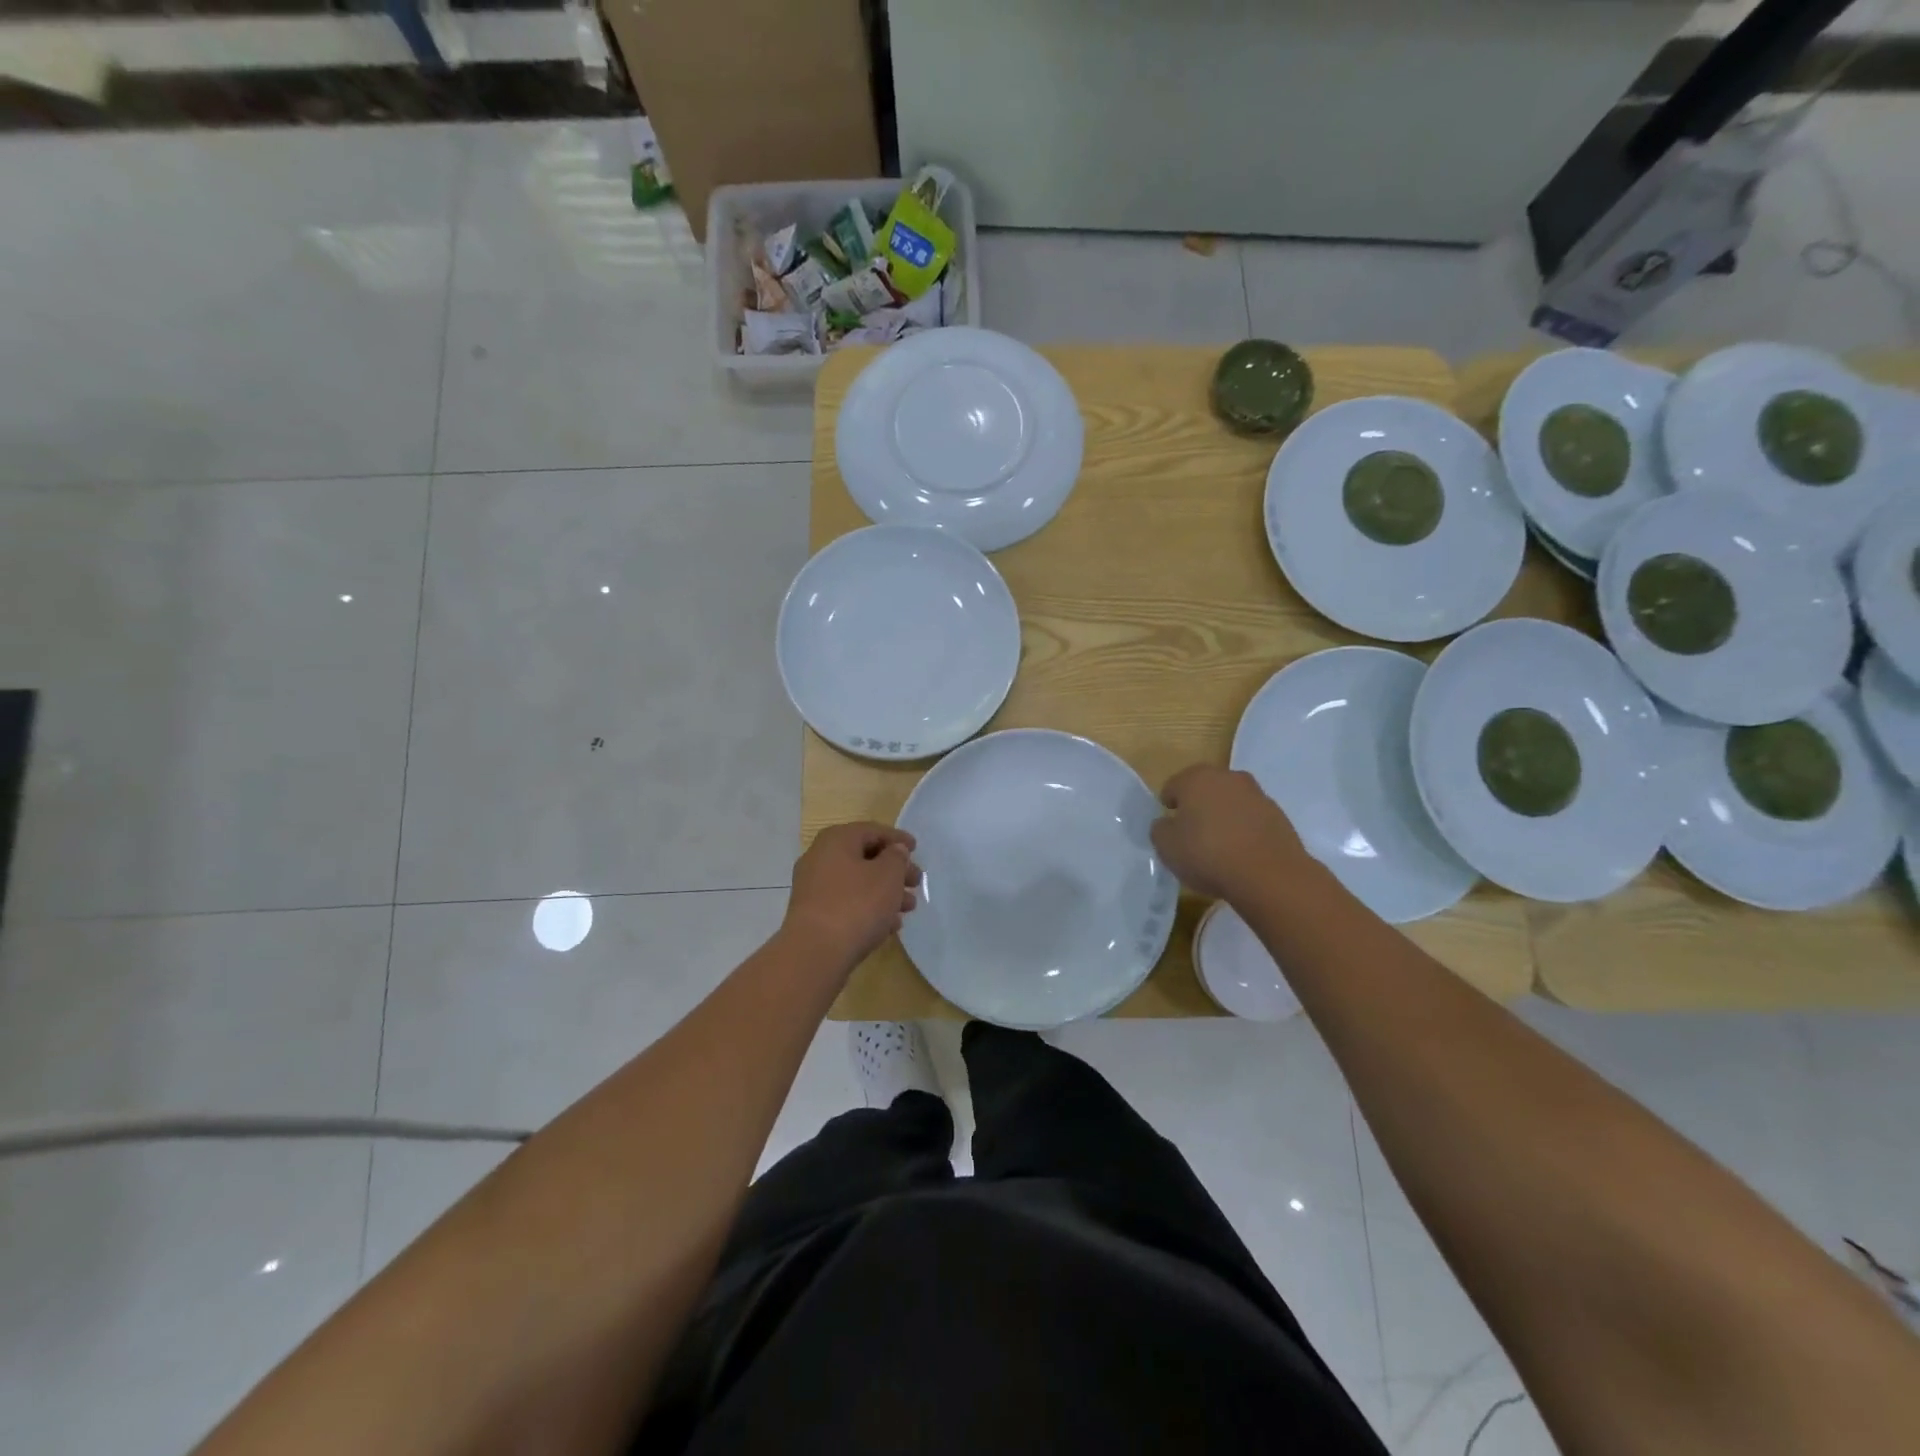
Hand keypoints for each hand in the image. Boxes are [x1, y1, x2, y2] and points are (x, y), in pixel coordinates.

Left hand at [782, 822, 922, 968]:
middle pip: (864, 857)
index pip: (872, 830)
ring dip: (885, 892)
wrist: (815, 953)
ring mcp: (813, 888)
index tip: (916, 849)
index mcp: (836, 840)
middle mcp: (820, 858)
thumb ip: (897, 857)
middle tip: (916, 882)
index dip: (897, 838)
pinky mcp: (814, 915)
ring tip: (908, 907)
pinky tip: (890, 926)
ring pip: (857, 883)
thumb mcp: (888, 875)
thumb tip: (894, 851)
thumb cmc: (857, 904)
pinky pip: (847, 904)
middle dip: (894, 870)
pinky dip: (869, 909)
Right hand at [1151, 764, 1304, 901]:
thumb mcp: (1166, 846)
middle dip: (1197, 807)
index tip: (1169, 827)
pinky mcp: (1279, 815)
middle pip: (1204, 789)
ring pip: (1230, 802)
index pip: (1173, 786)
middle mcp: (1227, 777)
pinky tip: (1241, 854)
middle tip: (1192, 834)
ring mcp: (1257, 794)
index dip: (1168, 807)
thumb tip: (1167, 823)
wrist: (1269, 875)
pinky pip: (1251, 819)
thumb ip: (1160, 829)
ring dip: (1223, 817)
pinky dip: (1244, 830)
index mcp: (1196, 778)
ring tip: (1219, 847)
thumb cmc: (1208, 854)